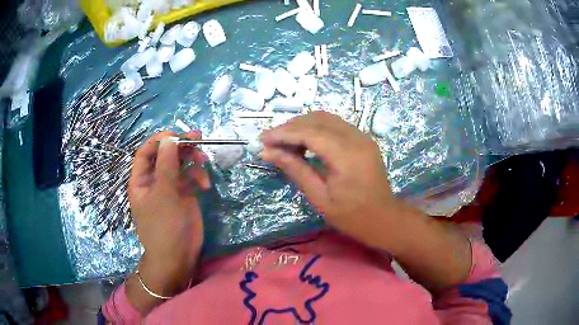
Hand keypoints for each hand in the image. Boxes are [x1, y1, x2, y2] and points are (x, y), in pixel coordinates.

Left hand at [128, 131, 209, 301]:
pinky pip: (190, 177)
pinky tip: (204, 185)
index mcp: (141, 179)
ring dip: (192, 160)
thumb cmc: (164, 226)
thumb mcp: (163, 193)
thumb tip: (169, 138)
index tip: (178, 136)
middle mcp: (154, 180)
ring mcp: (170, 187)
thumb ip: (166, 164)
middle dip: (180, 146)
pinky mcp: (184, 195)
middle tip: (198, 139)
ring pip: (180, 164)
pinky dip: (198, 176)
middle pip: (165, 154)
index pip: (146, 151)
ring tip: (204, 161)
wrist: (177, 256)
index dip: (160, 140)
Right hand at [261, 112, 471, 292]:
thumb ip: (296, 170)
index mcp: (347, 156)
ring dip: (302, 125)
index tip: (263, 139)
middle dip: (290, 127)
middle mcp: (356, 138)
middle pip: (317, 120)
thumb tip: (269, 153)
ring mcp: (362, 136)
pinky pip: (335, 125)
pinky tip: (304, 142)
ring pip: (326, 118)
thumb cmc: (352, 216)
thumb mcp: (320, 198)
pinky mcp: (363, 139)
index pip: (309, 133)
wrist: (384, 219)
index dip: (284, 133)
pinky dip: (316, 128)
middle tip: (270, 141)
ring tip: (284, 141)